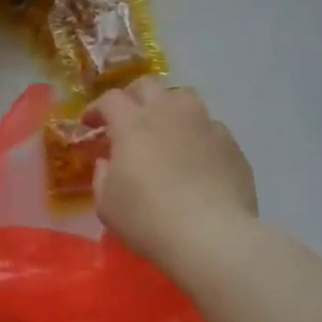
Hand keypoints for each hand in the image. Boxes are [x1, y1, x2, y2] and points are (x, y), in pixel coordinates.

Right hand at [88, 78, 259, 275]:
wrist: (211, 236)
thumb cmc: (148, 219)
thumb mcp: (107, 204)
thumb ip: (102, 176)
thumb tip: (107, 162)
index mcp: (133, 124)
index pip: (110, 99)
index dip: (96, 108)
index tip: (90, 124)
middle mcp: (169, 113)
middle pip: (147, 86)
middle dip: (131, 97)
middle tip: (125, 120)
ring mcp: (204, 125)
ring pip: (184, 98)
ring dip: (168, 108)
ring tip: (164, 131)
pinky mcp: (231, 144)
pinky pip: (209, 127)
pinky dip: (196, 135)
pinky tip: (195, 158)